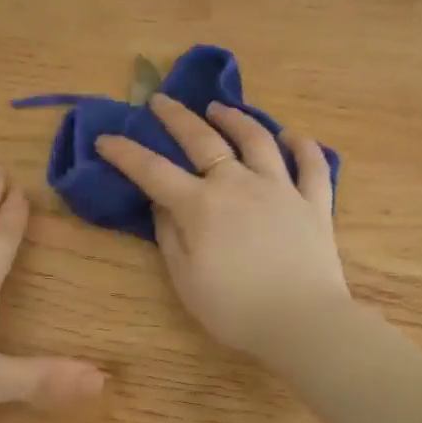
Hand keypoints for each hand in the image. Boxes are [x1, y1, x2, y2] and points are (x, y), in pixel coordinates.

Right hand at [95, 94, 349, 359]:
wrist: (302, 322)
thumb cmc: (234, 308)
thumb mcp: (185, 279)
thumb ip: (170, 237)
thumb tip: (161, 205)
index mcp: (201, 205)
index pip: (153, 171)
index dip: (126, 153)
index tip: (106, 138)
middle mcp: (239, 184)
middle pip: (204, 140)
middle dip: (177, 118)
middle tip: (161, 100)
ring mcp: (281, 189)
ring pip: (258, 141)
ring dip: (236, 119)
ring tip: (219, 108)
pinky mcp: (315, 203)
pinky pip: (312, 166)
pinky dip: (303, 147)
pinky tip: (293, 137)